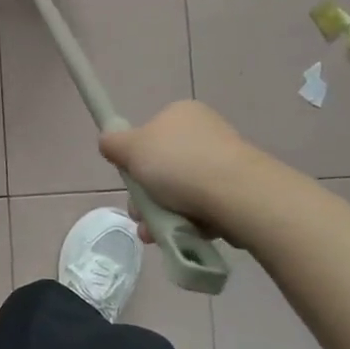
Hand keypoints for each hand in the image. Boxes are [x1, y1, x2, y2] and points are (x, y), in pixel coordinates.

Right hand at [98, 100, 261, 231]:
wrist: (237, 195)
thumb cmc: (178, 164)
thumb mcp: (131, 149)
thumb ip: (113, 143)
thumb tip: (108, 142)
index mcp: (181, 113)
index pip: (150, 135)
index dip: (136, 161)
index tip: (130, 183)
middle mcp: (205, 131)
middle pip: (164, 166)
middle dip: (148, 195)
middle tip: (140, 215)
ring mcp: (225, 161)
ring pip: (182, 191)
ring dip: (164, 213)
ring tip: (156, 234)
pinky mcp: (240, 190)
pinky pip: (205, 206)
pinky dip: (191, 222)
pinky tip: (183, 235)